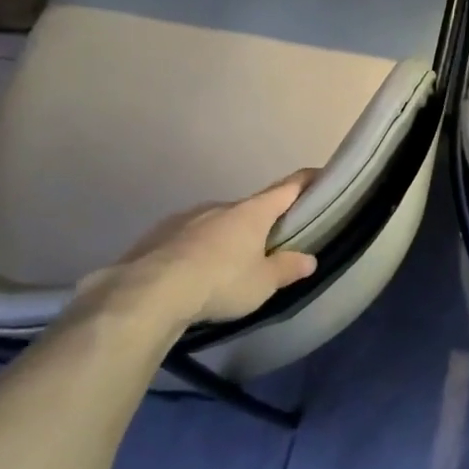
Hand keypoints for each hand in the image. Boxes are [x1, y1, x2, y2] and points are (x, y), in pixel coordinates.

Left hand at [74, 171, 319, 334]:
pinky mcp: (159, 234)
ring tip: (228, 267)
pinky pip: (189, 238)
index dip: (307, 181)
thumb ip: (287, 269)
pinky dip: (198, 250)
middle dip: (262, 222)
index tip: (319, 175)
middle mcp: (221, 206)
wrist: (149, 292)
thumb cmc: (220, 282)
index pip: (288, 187)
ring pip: (218, 223)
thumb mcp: (263, 283)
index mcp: (253, 212)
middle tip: (270, 246)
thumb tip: (309, 259)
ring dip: (228, 238)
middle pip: (251, 208)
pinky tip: (193, 273)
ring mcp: (187, 217)